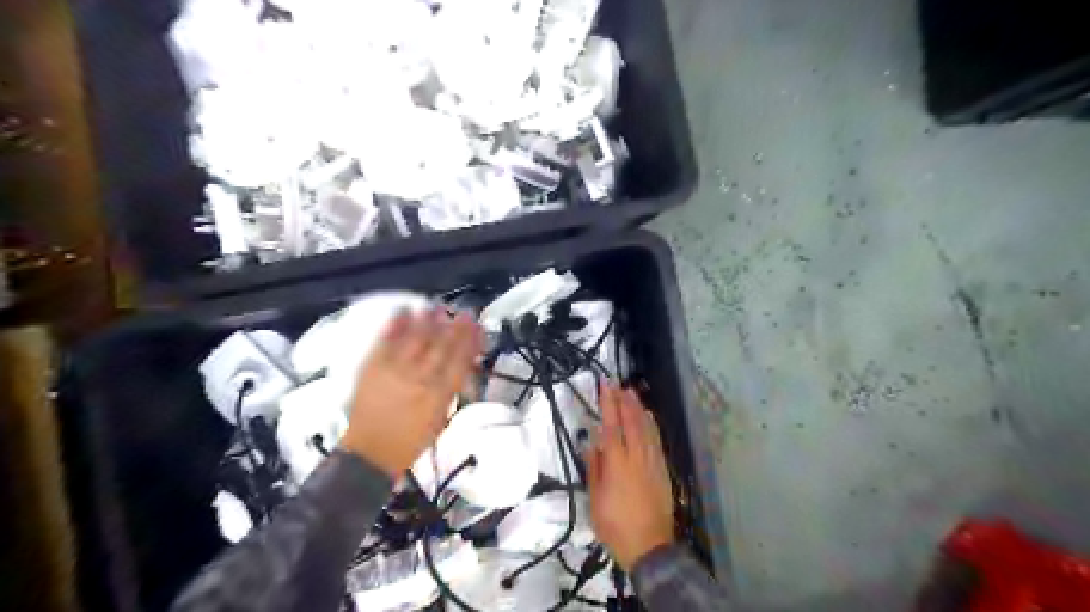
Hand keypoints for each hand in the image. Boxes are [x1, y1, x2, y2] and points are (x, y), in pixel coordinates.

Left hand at [340, 308, 478, 476]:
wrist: (370, 453)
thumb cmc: (412, 440)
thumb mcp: (441, 417)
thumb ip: (452, 388)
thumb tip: (465, 364)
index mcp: (440, 394)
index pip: (460, 360)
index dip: (471, 340)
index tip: (478, 325)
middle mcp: (420, 378)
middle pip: (441, 346)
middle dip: (455, 327)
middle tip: (464, 312)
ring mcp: (394, 370)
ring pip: (416, 339)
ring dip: (428, 320)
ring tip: (436, 308)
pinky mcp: (372, 367)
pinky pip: (386, 341)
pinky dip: (396, 324)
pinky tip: (404, 311)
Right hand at [587, 385, 673, 570]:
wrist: (650, 548)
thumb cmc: (616, 526)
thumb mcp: (596, 501)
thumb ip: (594, 469)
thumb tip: (591, 443)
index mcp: (617, 464)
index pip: (611, 427)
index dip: (608, 404)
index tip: (605, 386)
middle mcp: (637, 458)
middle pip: (631, 423)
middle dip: (624, 401)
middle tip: (618, 384)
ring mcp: (652, 463)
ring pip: (646, 429)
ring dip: (638, 409)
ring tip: (632, 393)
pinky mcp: (662, 471)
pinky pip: (656, 441)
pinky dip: (651, 425)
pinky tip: (649, 418)